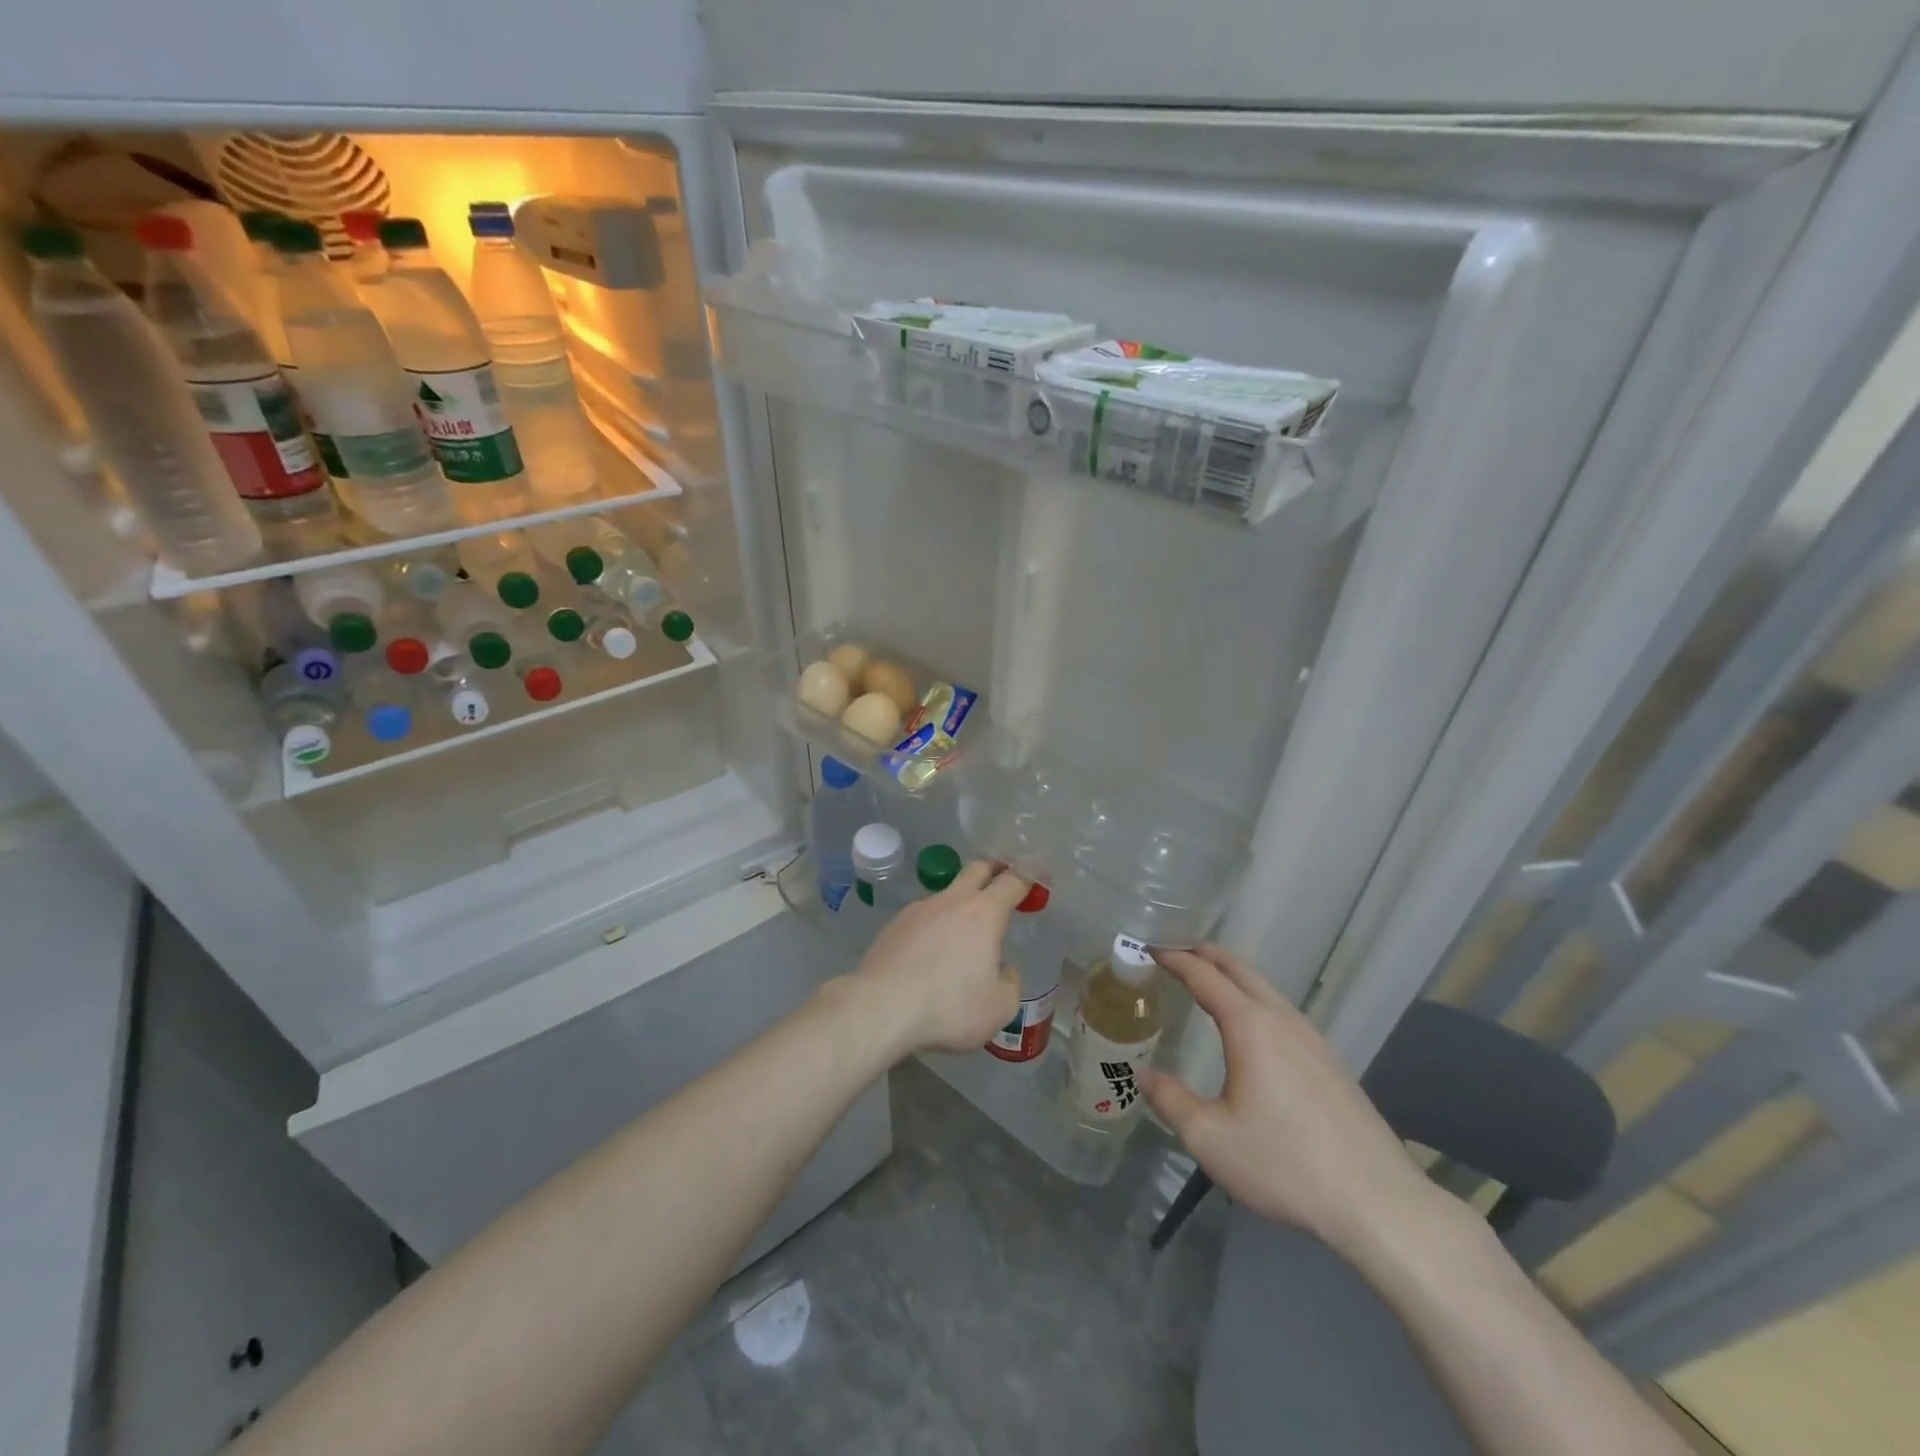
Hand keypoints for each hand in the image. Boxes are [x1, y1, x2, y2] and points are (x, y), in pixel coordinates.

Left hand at [845, 862, 1025, 1056]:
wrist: (880, 1008)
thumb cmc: (949, 1007)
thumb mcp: (999, 1007)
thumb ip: (1009, 983)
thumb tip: (1002, 970)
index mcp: (984, 913)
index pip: (1012, 882)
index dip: (1028, 875)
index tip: (1038, 873)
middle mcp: (952, 900)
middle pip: (976, 870)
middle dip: (993, 870)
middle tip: (1003, 880)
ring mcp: (918, 910)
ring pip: (946, 893)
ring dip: (960, 901)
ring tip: (963, 929)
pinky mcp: (893, 926)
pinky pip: (922, 916)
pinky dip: (934, 925)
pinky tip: (930, 950)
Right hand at [1144, 944, 1440, 1256]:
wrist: (1378, 1204)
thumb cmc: (1285, 1165)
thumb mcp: (1210, 1138)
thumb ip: (1170, 1100)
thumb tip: (1142, 1074)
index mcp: (1250, 1026)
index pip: (1204, 975)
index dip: (1175, 958)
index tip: (1150, 949)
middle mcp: (1282, 1020)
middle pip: (1239, 969)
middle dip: (1204, 954)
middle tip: (1174, 952)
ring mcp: (1313, 1039)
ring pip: (1265, 989)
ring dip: (1232, 976)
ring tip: (1207, 984)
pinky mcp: (1331, 1063)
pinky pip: (1283, 1012)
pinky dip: (1254, 1000)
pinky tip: (1252, 1030)